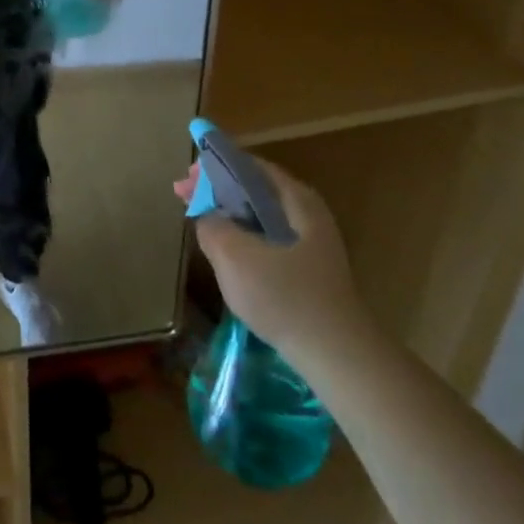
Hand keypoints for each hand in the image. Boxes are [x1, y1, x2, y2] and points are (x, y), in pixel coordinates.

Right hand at [194, 156, 367, 361]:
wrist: (338, 357)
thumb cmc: (285, 298)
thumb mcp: (234, 257)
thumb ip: (212, 226)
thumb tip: (208, 218)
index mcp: (295, 199)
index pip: (249, 166)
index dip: (213, 167)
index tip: (186, 180)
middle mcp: (307, 213)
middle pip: (255, 189)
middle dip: (217, 189)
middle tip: (185, 197)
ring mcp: (312, 243)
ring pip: (261, 216)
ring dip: (229, 214)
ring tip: (200, 221)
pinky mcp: (310, 270)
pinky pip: (268, 239)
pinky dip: (243, 235)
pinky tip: (227, 252)